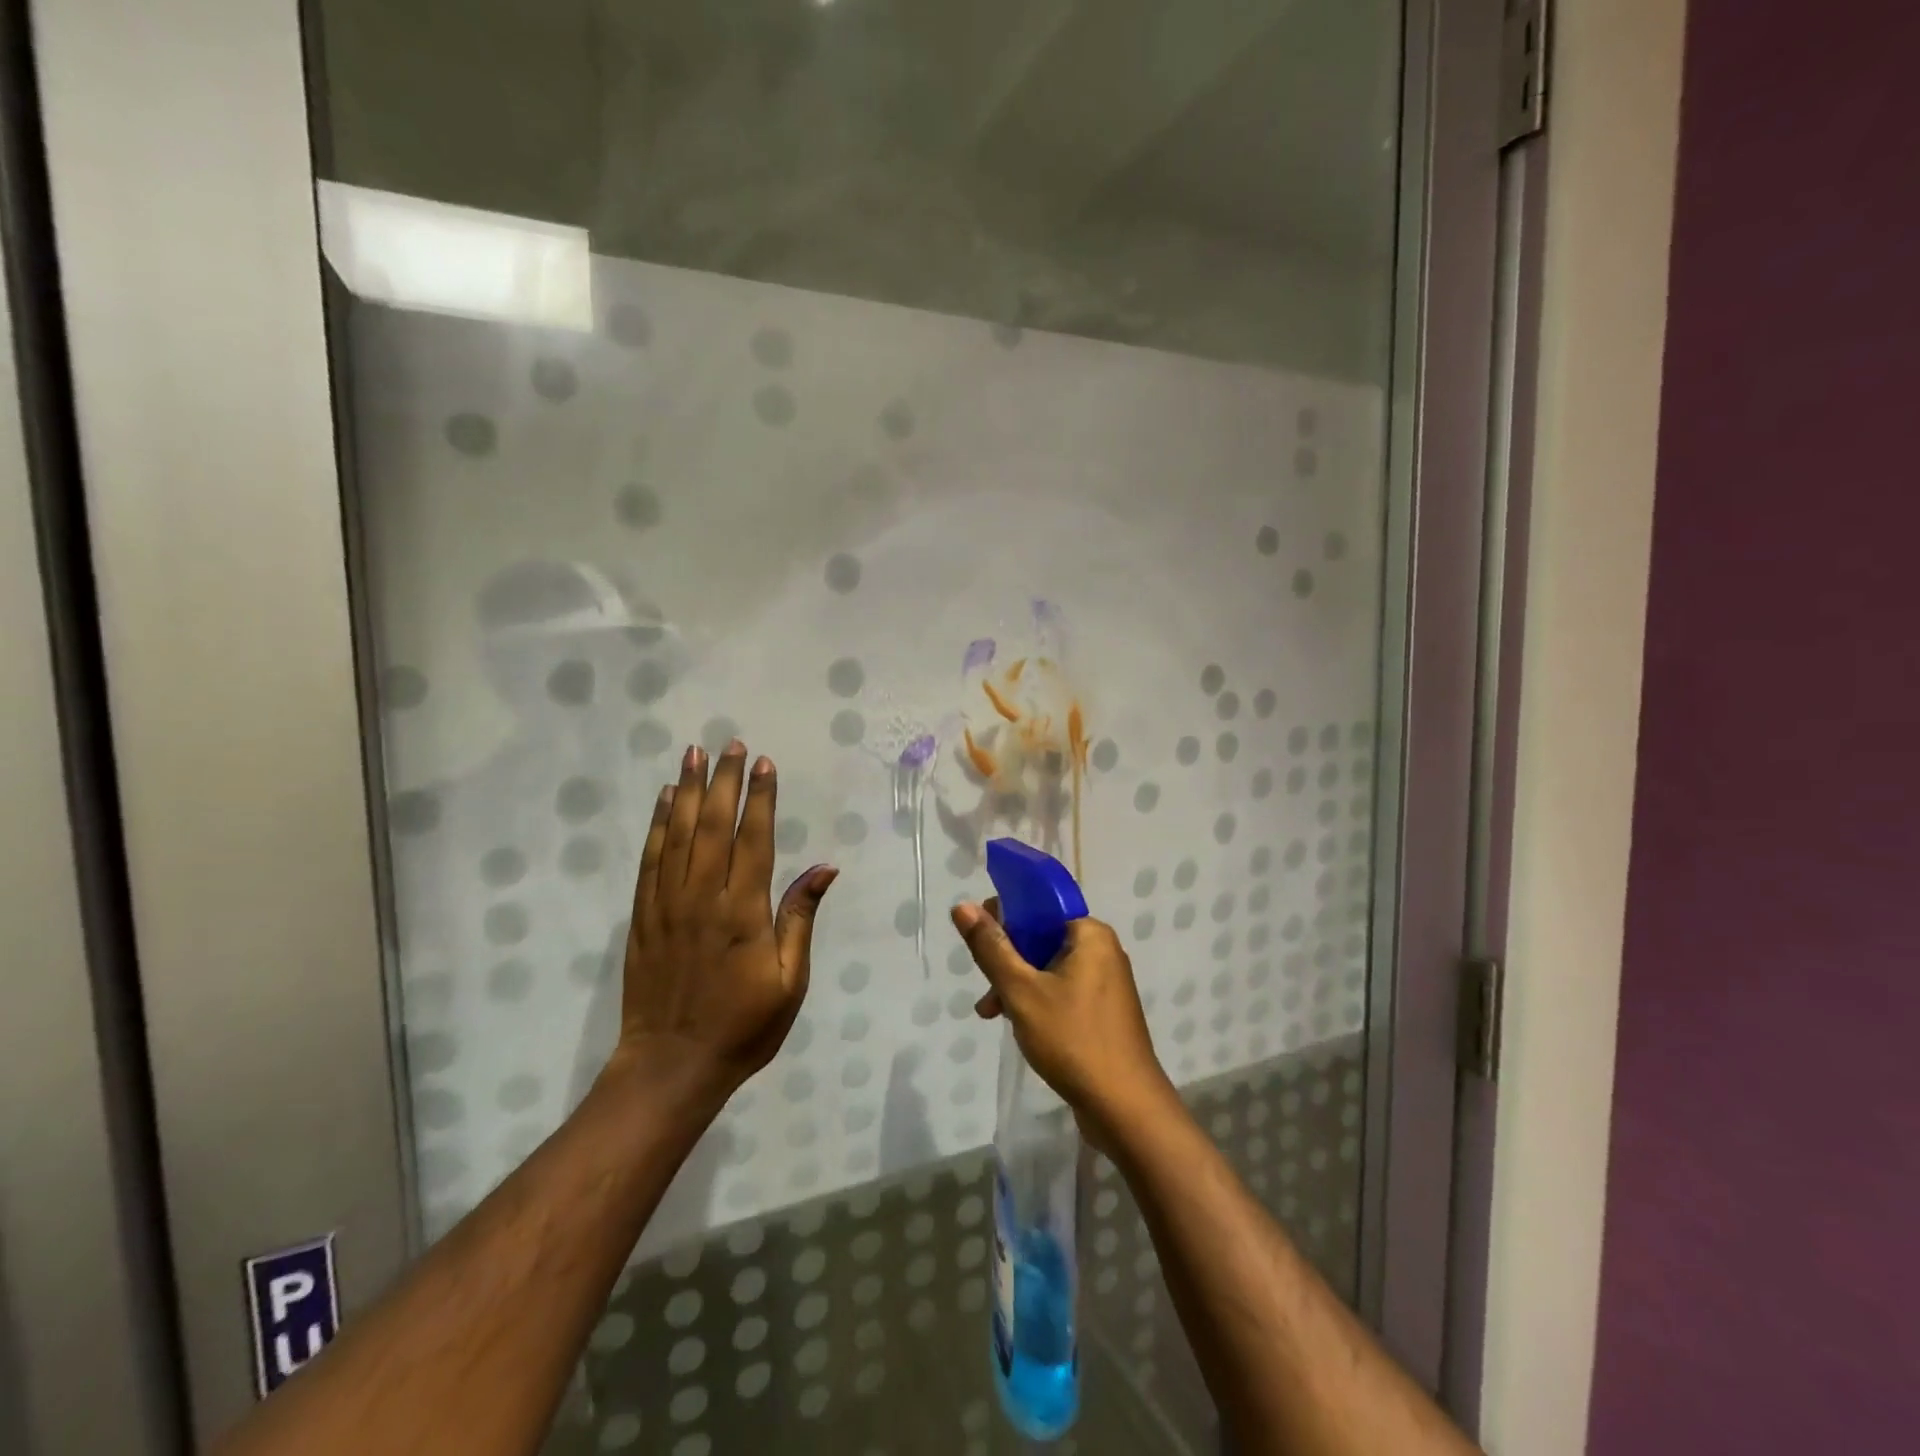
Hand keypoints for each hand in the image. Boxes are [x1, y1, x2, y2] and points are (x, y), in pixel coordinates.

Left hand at [613, 742, 836, 1099]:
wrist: (671, 1065)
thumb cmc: (743, 1026)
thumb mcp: (790, 981)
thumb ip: (800, 919)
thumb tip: (824, 869)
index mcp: (742, 912)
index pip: (753, 840)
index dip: (760, 799)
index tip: (765, 764)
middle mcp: (703, 897)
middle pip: (714, 826)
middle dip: (725, 781)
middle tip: (732, 744)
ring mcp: (667, 904)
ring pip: (679, 834)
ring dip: (689, 791)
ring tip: (695, 754)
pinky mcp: (642, 916)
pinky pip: (650, 860)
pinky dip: (658, 825)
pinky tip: (666, 800)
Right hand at [951, 901, 1175, 1149]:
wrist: (1124, 1108)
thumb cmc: (1072, 1039)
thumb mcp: (1021, 991)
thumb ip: (991, 948)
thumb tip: (963, 906)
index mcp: (1089, 934)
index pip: (1040, 905)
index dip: (1006, 916)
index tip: (979, 940)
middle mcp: (1102, 951)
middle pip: (1042, 938)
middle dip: (1008, 960)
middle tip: (986, 988)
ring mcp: (1106, 983)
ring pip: (1049, 968)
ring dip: (1018, 985)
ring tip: (991, 1013)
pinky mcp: (1103, 1012)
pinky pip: (1063, 991)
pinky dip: (1038, 1001)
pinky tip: (1017, 1025)